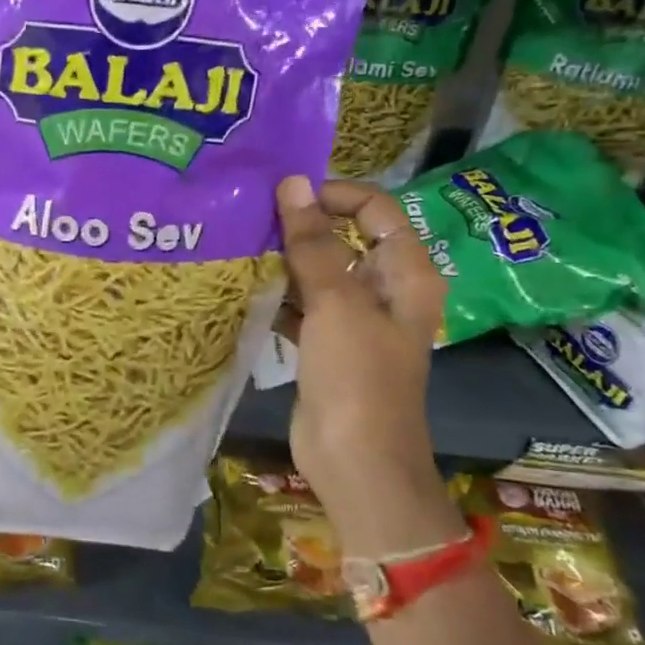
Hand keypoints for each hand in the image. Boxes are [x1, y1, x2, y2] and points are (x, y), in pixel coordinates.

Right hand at [275, 175, 445, 500]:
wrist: (356, 462)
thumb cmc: (357, 377)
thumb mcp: (336, 303)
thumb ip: (313, 243)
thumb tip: (293, 183)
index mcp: (405, 272)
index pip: (374, 209)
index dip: (332, 195)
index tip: (284, 197)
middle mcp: (384, 289)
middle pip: (344, 238)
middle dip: (301, 226)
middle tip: (251, 217)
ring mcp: (354, 319)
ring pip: (318, 271)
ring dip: (284, 260)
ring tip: (240, 245)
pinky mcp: (327, 344)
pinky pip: (302, 304)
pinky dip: (278, 294)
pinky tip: (243, 286)